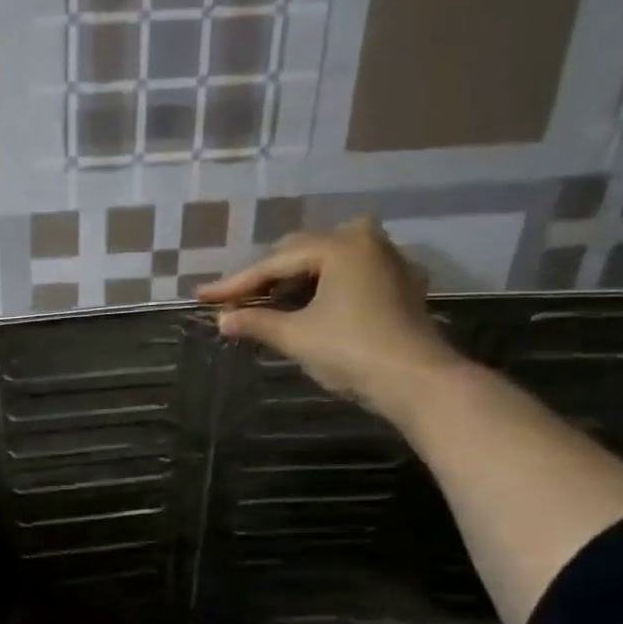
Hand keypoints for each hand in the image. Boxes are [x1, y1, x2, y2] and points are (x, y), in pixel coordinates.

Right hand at [196, 219, 462, 416]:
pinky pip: (350, 274)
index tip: (203, 297)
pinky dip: (324, 286)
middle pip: (301, 253)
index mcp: (340, 245)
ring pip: (327, 261)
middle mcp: (366, 241)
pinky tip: (308, 304)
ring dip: (294, 281)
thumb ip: (256, 323)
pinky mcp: (401, 285)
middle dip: (266, 278)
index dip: (236, 284)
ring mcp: (388, 261)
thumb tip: (222, 320)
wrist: (418, 382)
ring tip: (266, 304)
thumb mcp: (296, 337)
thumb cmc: (352, 351)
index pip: (275, 263)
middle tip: (235, 302)